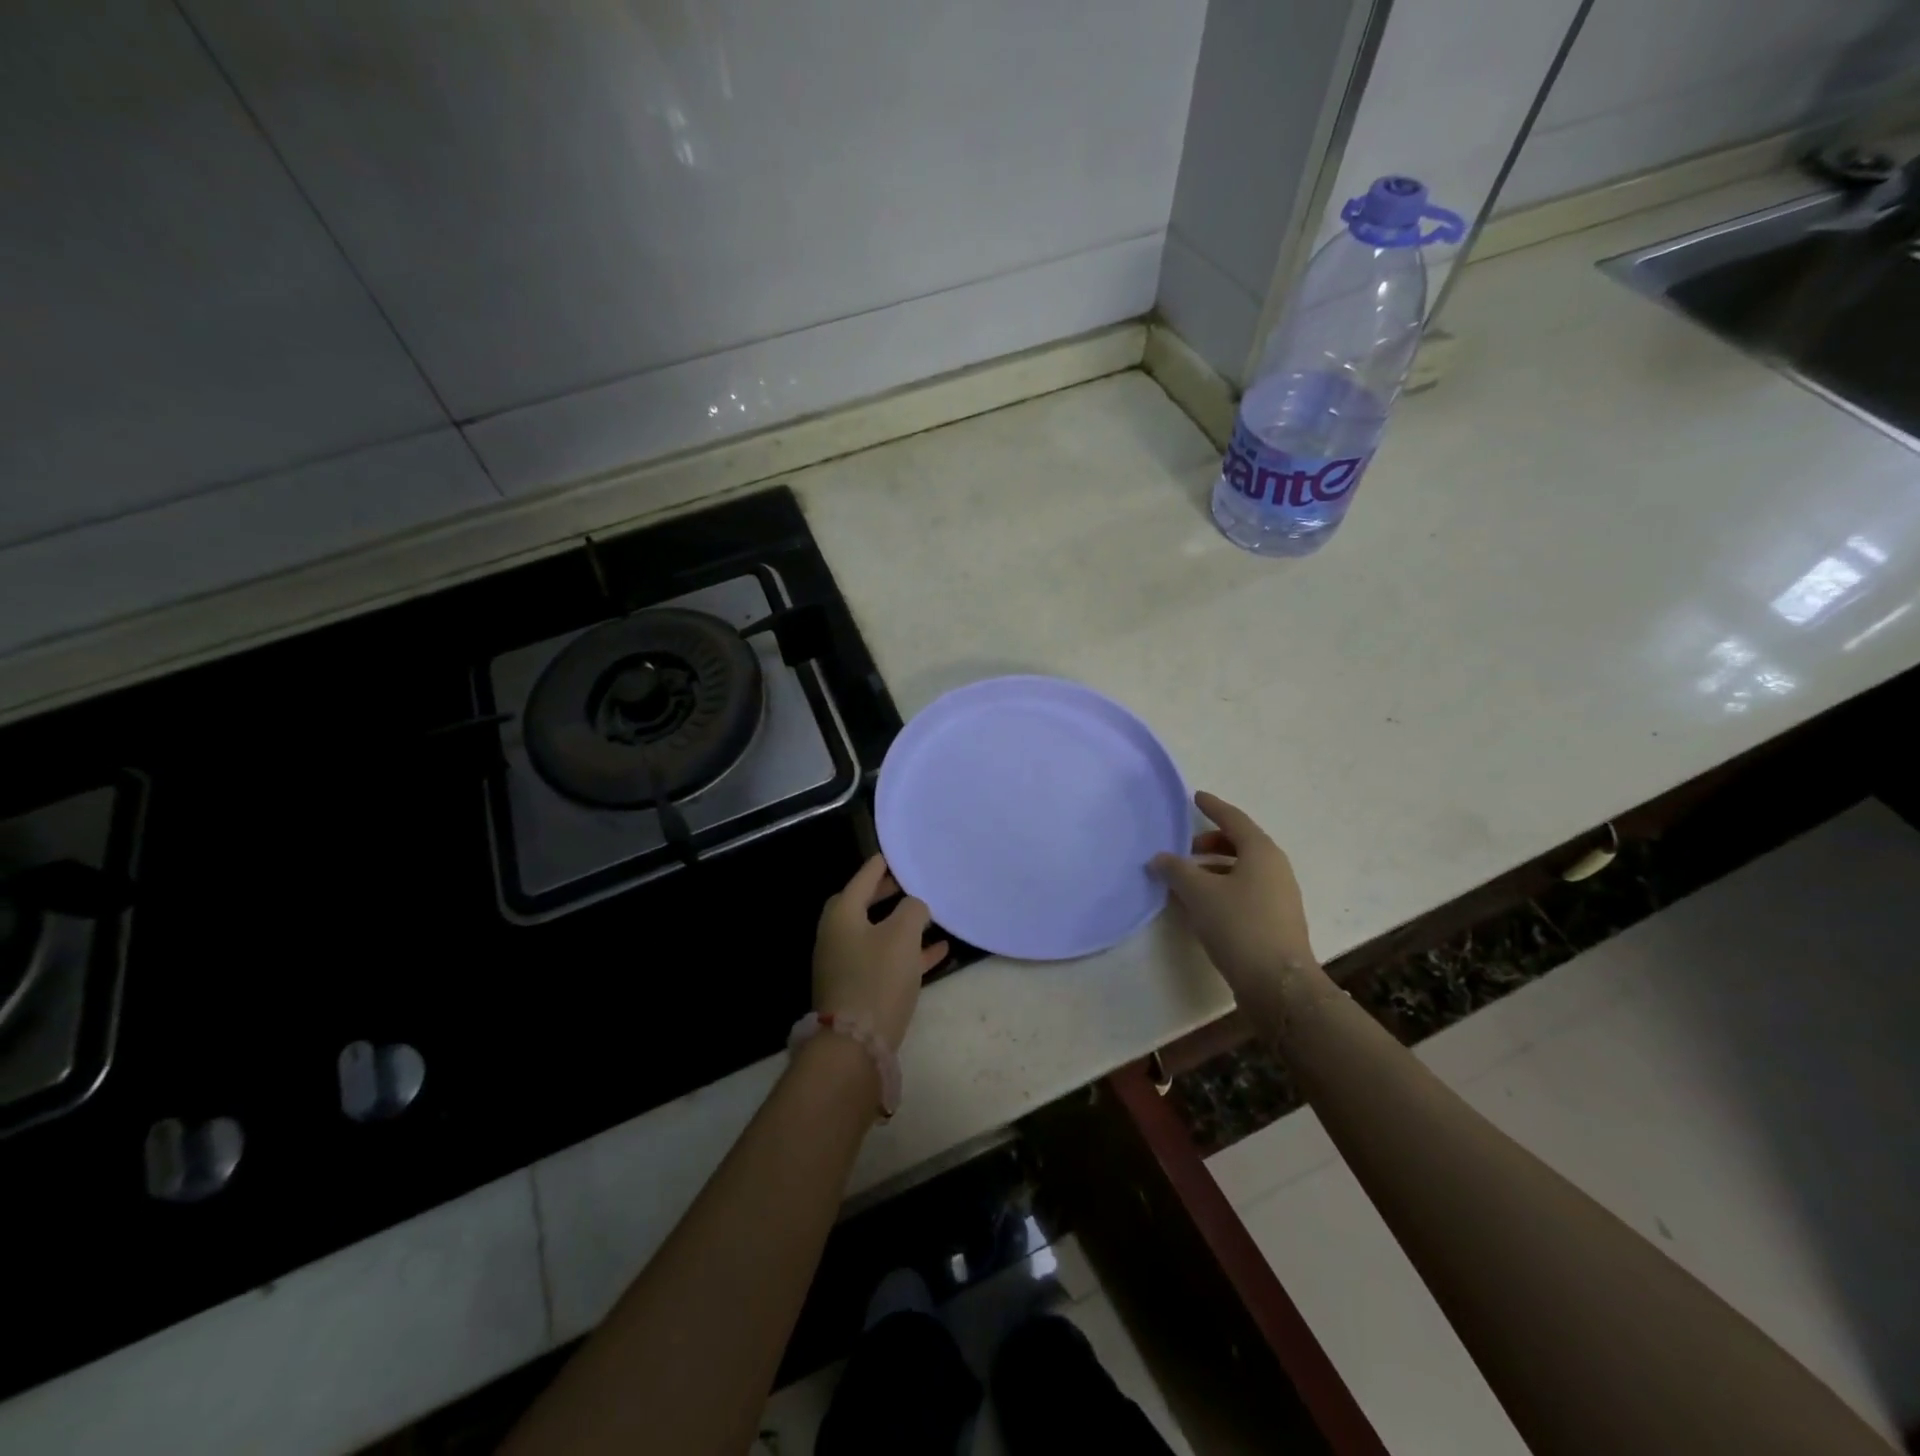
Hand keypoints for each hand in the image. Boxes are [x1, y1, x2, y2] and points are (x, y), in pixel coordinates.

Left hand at [813, 855, 948, 1051]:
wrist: (855, 1044)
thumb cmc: (877, 977)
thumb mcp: (902, 935)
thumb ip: (912, 910)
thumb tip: (913, 906)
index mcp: (842, 915)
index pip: (863, 878)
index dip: (881, 865)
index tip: (895, 853)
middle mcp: (837, 936)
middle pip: (864, 906)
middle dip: (888, 894)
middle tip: (911, 883)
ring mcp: (845, 965)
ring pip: (877, 935)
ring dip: (902, 925)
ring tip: (931, 915)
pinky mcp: (858, 990)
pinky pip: (885, 961)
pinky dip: (909, 953)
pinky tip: (940, 951)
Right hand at [1151, 792, 1321, 1000]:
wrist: (1278, 983)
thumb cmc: (1239, 925)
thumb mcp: (1199, 893)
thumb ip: (1176, 870)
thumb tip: (1160, 858)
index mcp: (1261, 852)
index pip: (1233, 819)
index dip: (1213, 807)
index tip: (1195, 797)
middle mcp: (1275, 868)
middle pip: (1240, 844)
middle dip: (1211, 843)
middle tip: (1184, 850)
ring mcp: (1280, 895)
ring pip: (1243, 869)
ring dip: (1215, 869)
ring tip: (1187, 880)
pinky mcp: (1277, 920)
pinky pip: (1246, 890)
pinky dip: (1224, 887)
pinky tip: (1203, 905)